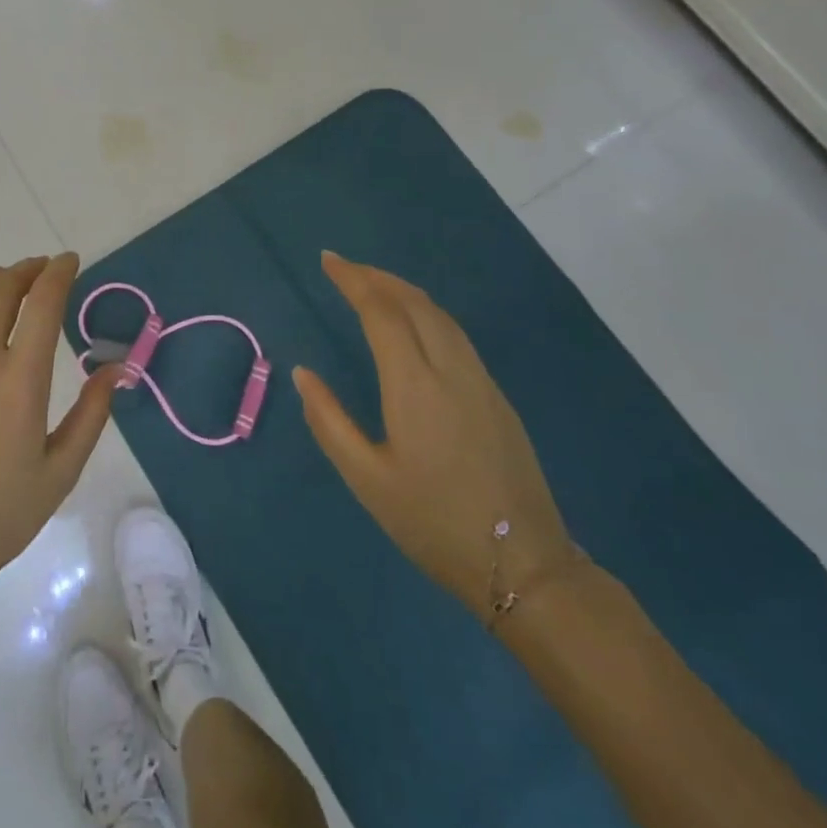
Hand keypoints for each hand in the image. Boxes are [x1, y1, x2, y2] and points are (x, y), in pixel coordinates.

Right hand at [294, 251, 571, 612]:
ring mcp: (480, 381)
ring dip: (404, 292)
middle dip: (378, 277)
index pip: (381, 312)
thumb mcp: (367, 479)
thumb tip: (302, 373)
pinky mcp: (497, 397)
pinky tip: (415, 325)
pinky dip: (427, 313)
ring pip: (440, 316)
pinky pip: (456, 335)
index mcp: (414, 385)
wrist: (524, 566)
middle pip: (414, 303)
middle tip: (345, 268)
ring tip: (375, 286)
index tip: (328, 261)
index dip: (353, 280)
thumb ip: (329, 421)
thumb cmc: (434, 522)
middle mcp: (451, 370)